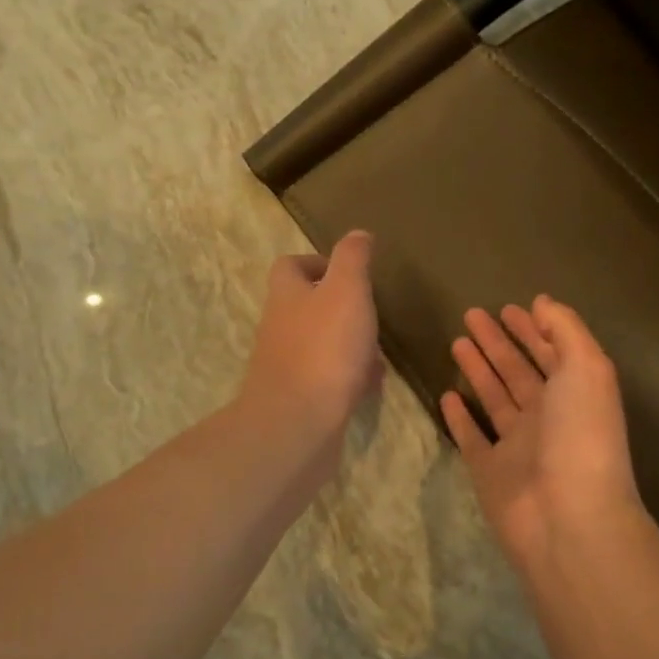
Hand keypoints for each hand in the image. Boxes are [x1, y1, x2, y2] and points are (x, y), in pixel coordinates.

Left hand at [238, 231, 382, 447]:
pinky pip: (327, 379)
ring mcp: (287, 366)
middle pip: (305, 307)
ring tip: (378, 350)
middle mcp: (280, 328)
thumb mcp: (346, 291)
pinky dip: (349, 377)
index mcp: (287, 296)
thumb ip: (352, 259)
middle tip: (371, 312)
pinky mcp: (299, 399)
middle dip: (338, 307)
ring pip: (319, 344)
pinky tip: (371, 385)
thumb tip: (357, 234)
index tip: (349, 271)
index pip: (290, 267)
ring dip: (348, 344)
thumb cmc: (324, 349)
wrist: (298, 424)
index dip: (317, 263)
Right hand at [440, 296, 646, 565]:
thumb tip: (542, 303)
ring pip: (494, 399)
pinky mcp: (489, 472)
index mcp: (575, 394)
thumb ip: (566, 330)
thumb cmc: (580, 435)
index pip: (550, 352)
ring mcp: (517, 446)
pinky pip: (472, 438)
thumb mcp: (586, 369)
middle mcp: (547, 417)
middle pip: (518, 371)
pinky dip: (460, 418)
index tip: (508, 307)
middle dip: (497, 342)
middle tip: (471, 315)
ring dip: (477, 370)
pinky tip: (447, 395)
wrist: (567, 518)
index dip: (531, 329)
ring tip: (456, 342)